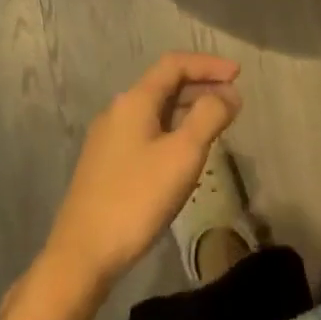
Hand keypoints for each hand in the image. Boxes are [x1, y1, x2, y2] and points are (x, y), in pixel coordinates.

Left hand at [43, 53, 240, 290]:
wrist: (82, 255)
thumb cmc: (136, 199)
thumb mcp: (182, 155)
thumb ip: (209, 117)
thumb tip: (228, 94)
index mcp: (134, 101)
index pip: (174, 64)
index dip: (208, 64)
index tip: (238, 74)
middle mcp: (118, 111)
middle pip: (165, 85)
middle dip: (201, 86)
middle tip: (234, 100)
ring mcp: (109, 138)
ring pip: (156, 110)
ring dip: (189, 109)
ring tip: (218, 123)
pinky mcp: (107, 164)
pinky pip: (147, 131)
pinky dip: (173, 129)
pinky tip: (186, 152)